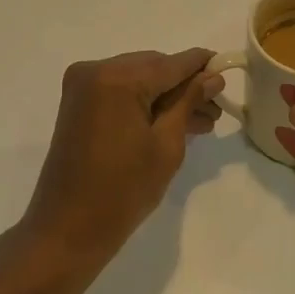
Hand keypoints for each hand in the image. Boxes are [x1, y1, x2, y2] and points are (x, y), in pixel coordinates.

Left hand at [20, 48, 222, 266]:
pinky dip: (145, 103)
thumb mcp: (166, 145)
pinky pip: (121, 92)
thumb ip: (189, 102)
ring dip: (167, 97)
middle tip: (215, 108)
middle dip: (185, 86)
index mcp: (118, 78)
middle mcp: (96, 70)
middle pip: (154, 68)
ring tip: (202, 122)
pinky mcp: (79, 102)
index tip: (227, 69)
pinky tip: (173, 121)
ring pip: (139, 80)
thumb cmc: (123, 191)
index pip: (171, 63)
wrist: (67, 230)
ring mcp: (84, 86)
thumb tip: (213, 77)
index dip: (202, 65)